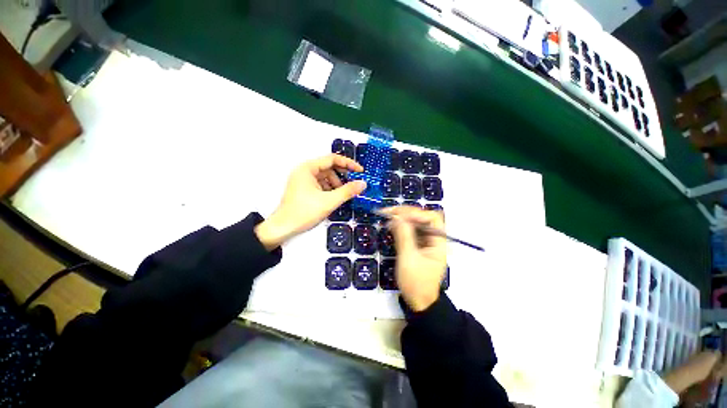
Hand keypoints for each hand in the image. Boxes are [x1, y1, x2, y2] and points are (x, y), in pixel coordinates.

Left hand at [255, 154, 365, 250]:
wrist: (283, 228)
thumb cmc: (304, 212)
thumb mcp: (329, 201)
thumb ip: (348, 191)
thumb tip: (363, 183)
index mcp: (308, 168)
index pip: (332, 159)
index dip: (348, 164)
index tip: (360, 171)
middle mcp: (305, 171)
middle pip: (329, 167)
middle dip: (342, 175)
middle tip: (354, 184)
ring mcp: (303, 180)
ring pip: (325, 177)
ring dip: (337, 184)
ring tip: (344, 194)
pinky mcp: (304, 189)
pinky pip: (321, 184)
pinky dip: (330, 189)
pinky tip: (335, 198)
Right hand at [382, 206, 446, 311]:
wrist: (418, 301)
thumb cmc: (416, 283)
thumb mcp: (408, 259)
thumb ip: (403, 236)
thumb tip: (396, 217)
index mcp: (438, 242)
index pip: (432, 218)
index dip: (416, 213)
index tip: (398, 215)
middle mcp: (434, 238)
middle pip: (423, 218)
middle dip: (406, 213)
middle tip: (388, 212)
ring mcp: (426, 241)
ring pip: (415, 223)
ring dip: (401, 218)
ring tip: (386, 216)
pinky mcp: (418, 244)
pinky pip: (410, 230)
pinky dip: (400, 226)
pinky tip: (391, 225)